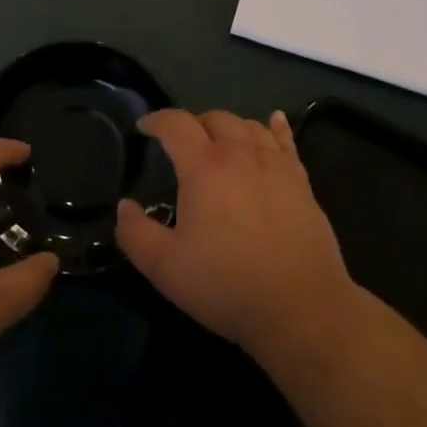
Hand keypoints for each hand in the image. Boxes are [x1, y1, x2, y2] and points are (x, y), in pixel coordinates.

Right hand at [117, 110, 356, 369]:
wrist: (301, 307)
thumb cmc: (227, 284)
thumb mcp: (165, 267)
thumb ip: (135, 233)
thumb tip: (124, 206)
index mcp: (204, 166)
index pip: (176, 124)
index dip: (156, 120)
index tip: (143, 128)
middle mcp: (240, 153)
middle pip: (214, 118)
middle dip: (193, 124)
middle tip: (181, 145)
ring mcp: (275, 165)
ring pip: (249, 126)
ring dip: (229, 127)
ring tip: (219, 141)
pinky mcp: (301, 181)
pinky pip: (286, 141)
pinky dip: (277, 127)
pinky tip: (275, 120)